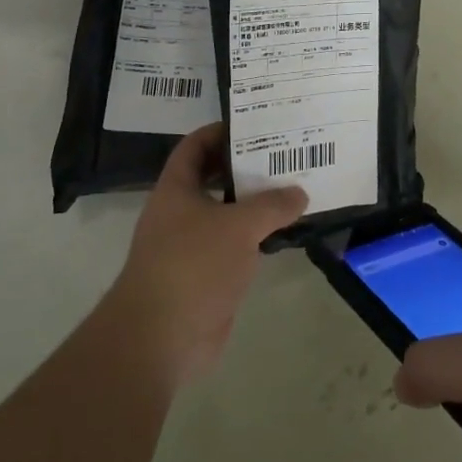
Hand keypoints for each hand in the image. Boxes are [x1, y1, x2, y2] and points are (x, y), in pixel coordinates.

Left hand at [106, 123, 307, 385]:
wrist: (161, 337)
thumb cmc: (193, 265)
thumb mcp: (238, 226)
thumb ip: (271, 205)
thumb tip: (299, 193)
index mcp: (176, 189)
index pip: (195, 146)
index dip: (220, 131)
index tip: (254, 124)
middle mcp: (180, 212)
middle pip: (213, 178)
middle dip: (245, 167)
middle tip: (284, 155)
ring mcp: (191, 246)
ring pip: (227, 214)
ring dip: (254, 204)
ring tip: (293, 189)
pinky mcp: (206, 276)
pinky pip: (235, 247)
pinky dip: (256, 238)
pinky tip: (284, 233)